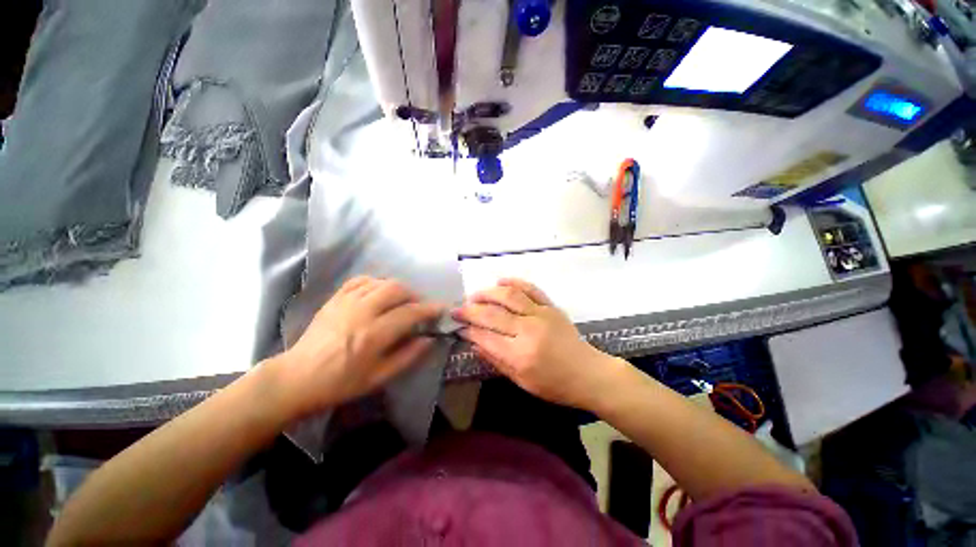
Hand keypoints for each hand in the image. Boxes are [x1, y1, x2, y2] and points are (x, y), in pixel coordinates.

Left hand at [274, 276, 443, 419]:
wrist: (297, 378)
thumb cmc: (340, 383)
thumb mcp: (379, 378)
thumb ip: (408, 356)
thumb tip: (430, 339)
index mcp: (373, 335)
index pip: (409, 313)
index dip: (429, 309)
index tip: (440, 309)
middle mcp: (361, 312)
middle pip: (396, 289)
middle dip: (414, 295)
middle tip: (418, 306)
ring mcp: (345, 302)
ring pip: (380, 282)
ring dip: (397, 288)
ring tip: (401, 301)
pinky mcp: (334, 299)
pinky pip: (360, 280)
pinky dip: (376, 282)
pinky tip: (379, 292)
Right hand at [454, 278, 617, 409]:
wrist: (587, 373)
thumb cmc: (554, 384)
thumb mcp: (521, 381)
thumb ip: (496, 360)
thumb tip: (474, 343)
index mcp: (520, 355)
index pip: (486, 336)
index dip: (468, 329)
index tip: (457, 325)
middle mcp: (528, 331)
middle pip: (492, 314)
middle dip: (470, 310)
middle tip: (457, 309)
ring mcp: (541, 315)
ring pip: (509, 297)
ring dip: (488, 293)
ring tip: (474, 295)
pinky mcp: (551, 307)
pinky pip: (530, 289)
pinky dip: (514, 282)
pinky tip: (501, 281)